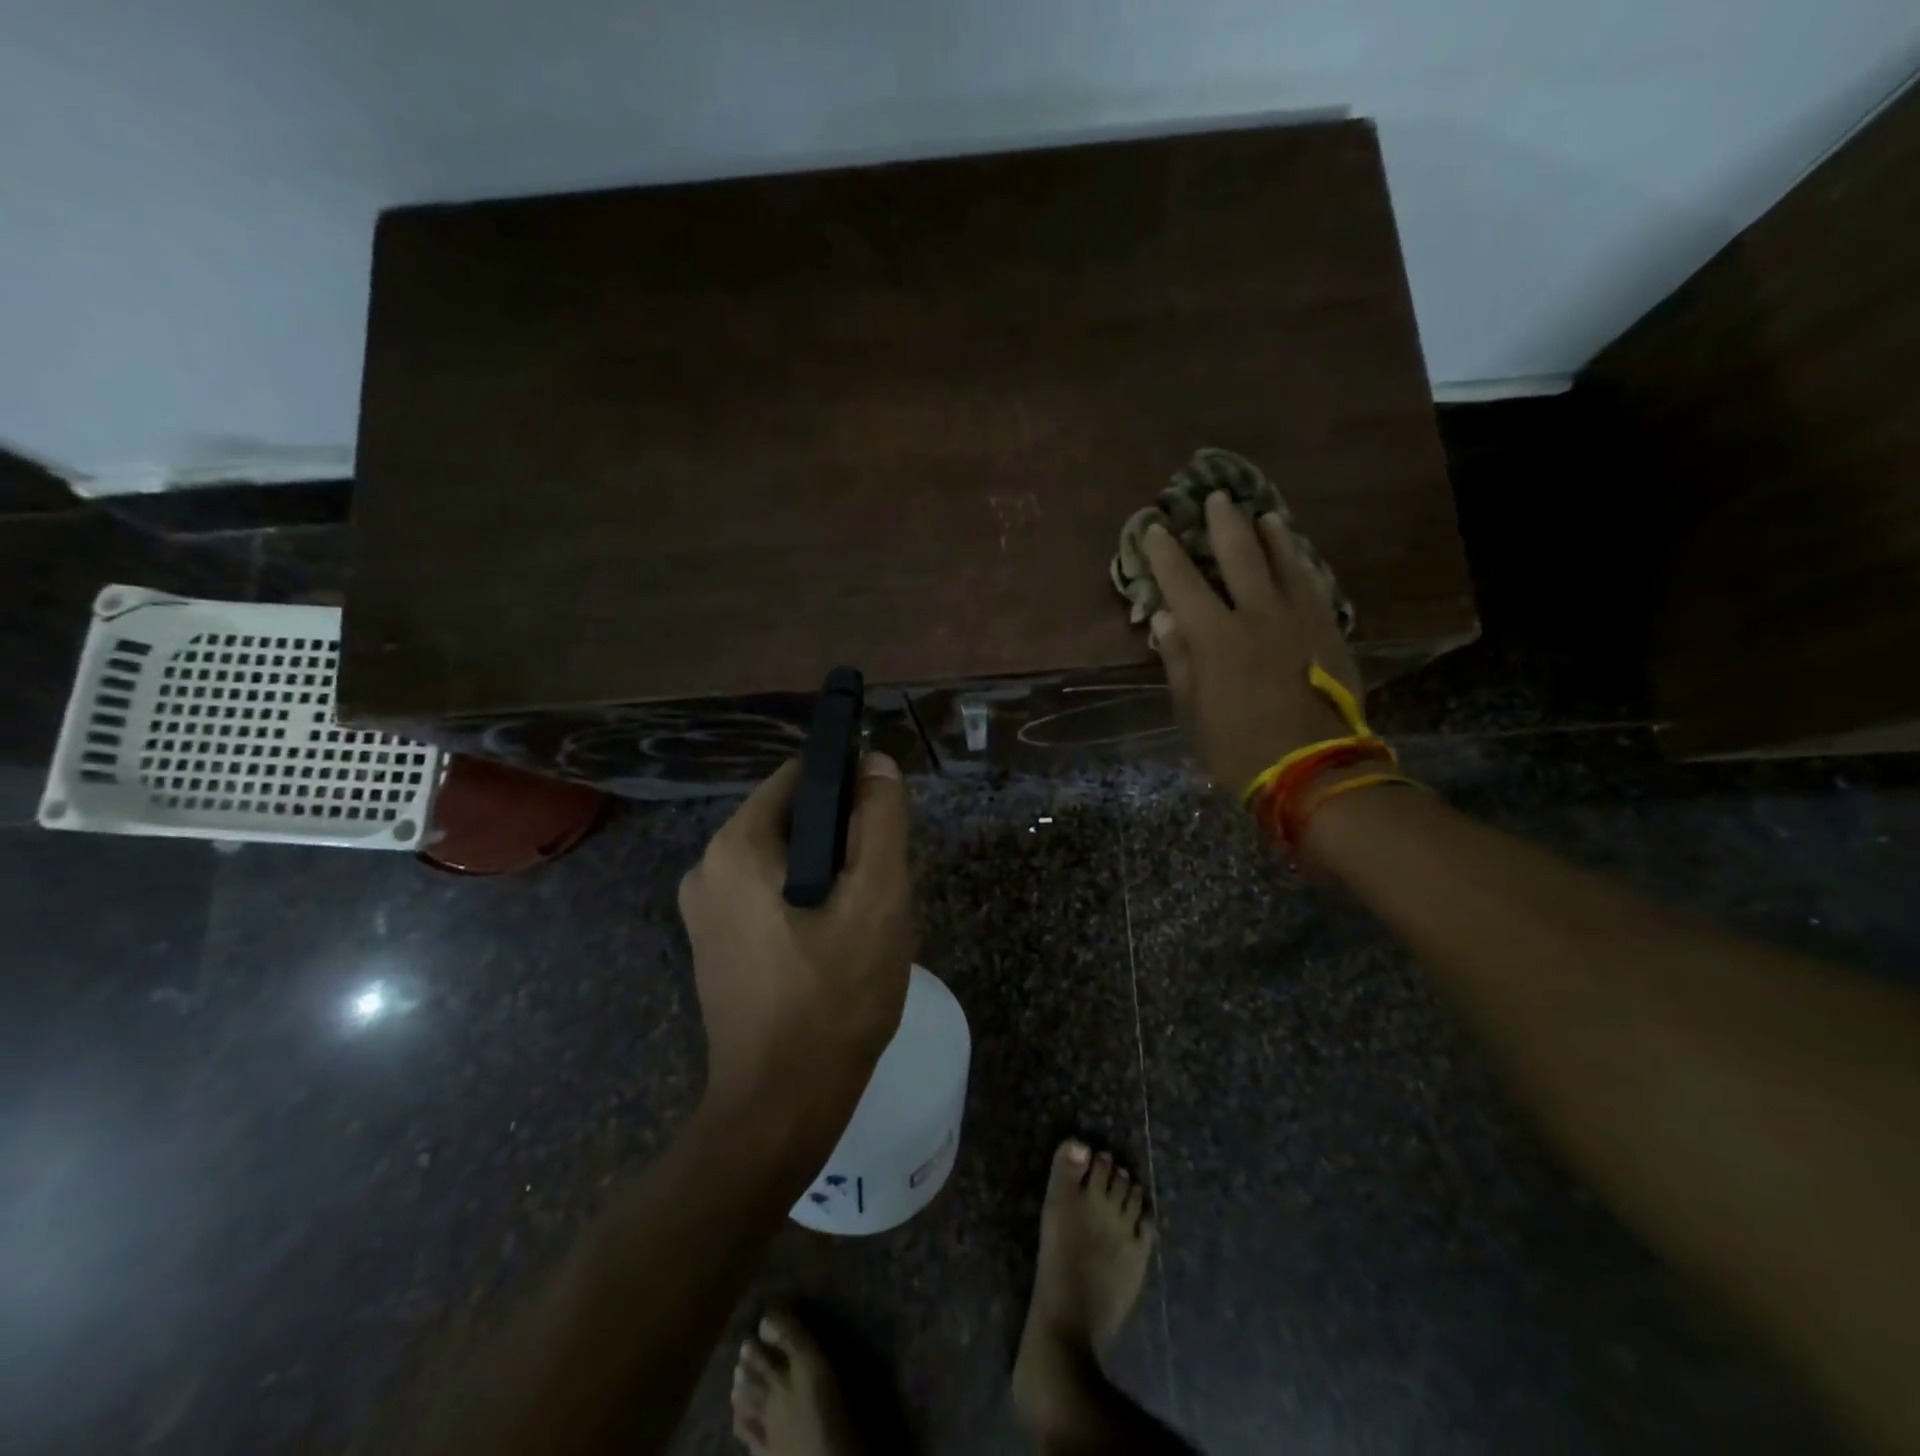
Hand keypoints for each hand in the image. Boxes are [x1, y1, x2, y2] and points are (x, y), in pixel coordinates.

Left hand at [677, 753, 913, 1119]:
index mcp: (736, 845)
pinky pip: (768, 896)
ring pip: (785, 861)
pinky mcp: (715, 945)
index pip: (801, 778)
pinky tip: (835, 945)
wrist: (780, 1110)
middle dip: (844, 840)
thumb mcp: (877, 899)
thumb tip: (875, 762)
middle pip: (793, 820)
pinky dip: (805, 902)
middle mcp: (707, 867)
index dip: (851, 787)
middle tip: (882, 886)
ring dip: (830, 874)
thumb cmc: (834, 996)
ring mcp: (704, 911)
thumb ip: (881, 821)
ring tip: (865, 920)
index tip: (885, 826)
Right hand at [1142, 492, 1363, 796]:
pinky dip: (1304, 566)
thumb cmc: (1237, 746)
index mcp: (1215, 636)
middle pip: (1240, 556)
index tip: (1153, 528)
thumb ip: (1178, 660)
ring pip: (1285, 562)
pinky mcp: (1329, 632)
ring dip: (1272, 536)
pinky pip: (1315, 586)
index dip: (1165, 554)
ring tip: (1264, 515)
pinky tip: (1301, 557)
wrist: (1312, 768)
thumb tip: (1163, 619)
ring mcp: (1299, 619)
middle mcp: (1258, 615)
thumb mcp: (1191, 710)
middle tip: (1216, 498)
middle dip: (1224, 524)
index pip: (1183, 583)